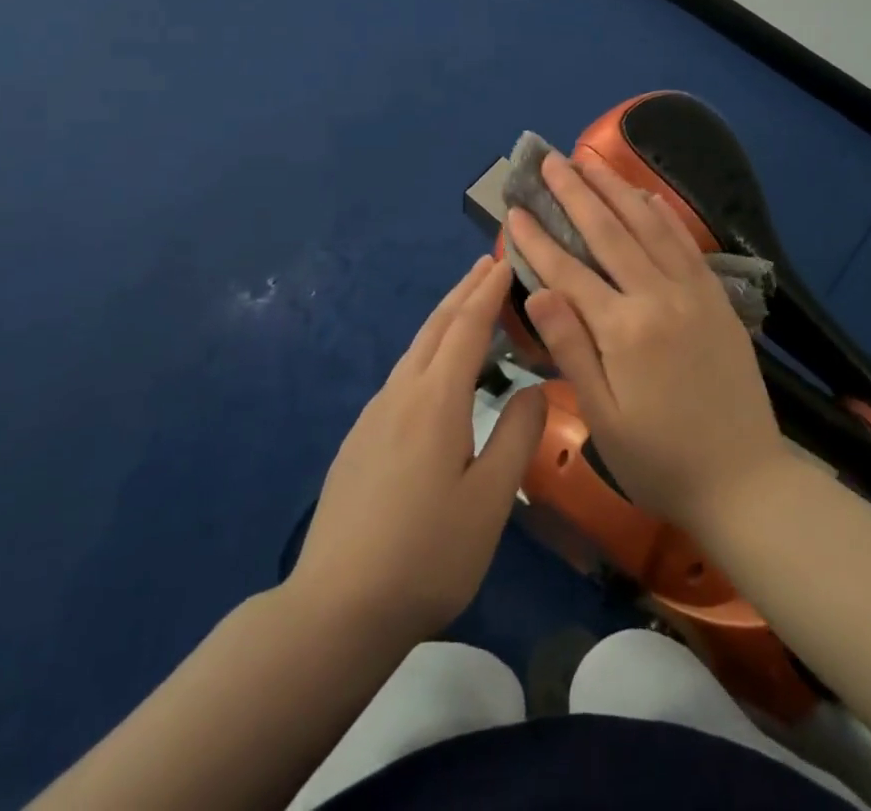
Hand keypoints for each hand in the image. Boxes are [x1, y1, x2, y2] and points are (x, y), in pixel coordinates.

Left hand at [290, 257, 543, 644]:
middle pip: (435, 326)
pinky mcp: (359, 440)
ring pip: (414, 349)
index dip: (488, 291)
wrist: (336, 609)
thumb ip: (517, 436)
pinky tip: (432, 371)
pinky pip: (401, 375)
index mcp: (435, 399)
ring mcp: (373, 416)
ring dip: (444, 319)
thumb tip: (535, 388)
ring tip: (466, 306)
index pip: (466, 326)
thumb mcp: (490, 500)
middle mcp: (401, 394)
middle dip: (464, 290)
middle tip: (488, 263)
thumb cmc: (427, 554)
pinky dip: (427, 351)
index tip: (507, 260)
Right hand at [506, 152, 791, 532]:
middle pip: (610, 232)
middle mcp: (658, 297)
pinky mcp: (716, 299)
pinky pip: (686, 244)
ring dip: (617, 189)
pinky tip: (647, 196)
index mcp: (624, 330)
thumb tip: (539, 291)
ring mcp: (692, 293)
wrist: (744, 480)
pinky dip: (663, 215)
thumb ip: (572, 349)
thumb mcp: (604, 418)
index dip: (538, 237)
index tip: (515, 208)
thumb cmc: (660, 459)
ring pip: (650, 226)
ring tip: (591, 161)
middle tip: (551, 160)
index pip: (569, 270)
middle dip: (576, 193)